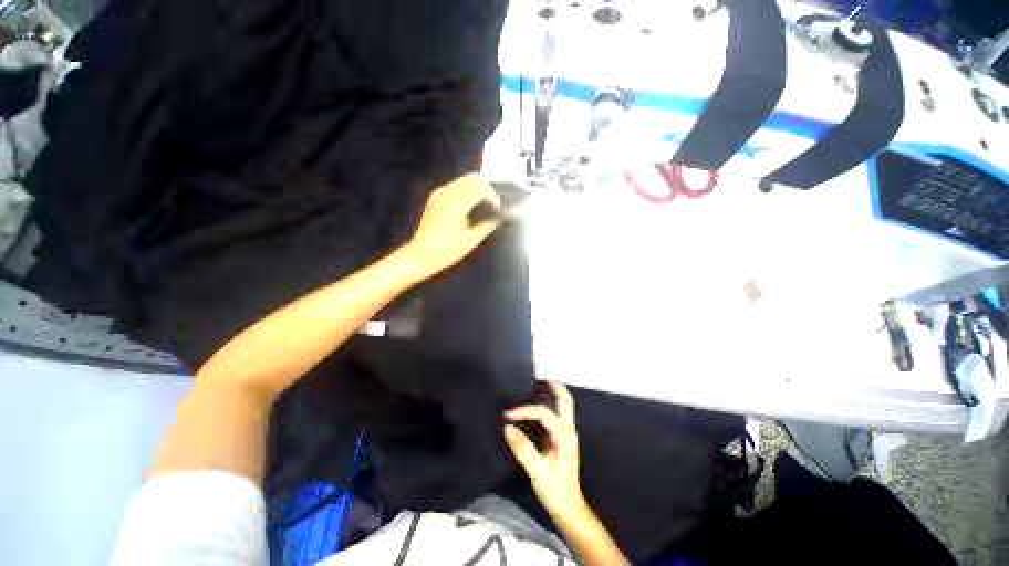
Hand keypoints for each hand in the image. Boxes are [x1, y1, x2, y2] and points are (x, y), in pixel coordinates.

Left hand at [405, 172, 499, 279]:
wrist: (420, 255)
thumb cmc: (447, 250)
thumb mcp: (470, 241)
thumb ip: (486, 226)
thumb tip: (496, 219)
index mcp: (457, 202)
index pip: (480, 186)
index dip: (492, 195)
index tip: (496, 209)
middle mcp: (447, 192)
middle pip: (472, 178)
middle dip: (485, 189)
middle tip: (490, 206)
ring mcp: (439, 194)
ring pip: (463, 181)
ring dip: (474, 190)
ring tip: (481, 208)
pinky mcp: (434, 198)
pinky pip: (454, 187)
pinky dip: (465, 192)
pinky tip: (468, 209)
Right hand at [503, 382, 585, 517]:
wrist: (568, 506)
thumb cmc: (554, 489)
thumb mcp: (538, 471)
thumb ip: (523, 449)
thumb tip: (507, 428)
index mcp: (564, 435)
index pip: (544, 413)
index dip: (525, 410)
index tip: (508, 414)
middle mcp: (568, 429)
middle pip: (565, 399)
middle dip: (552, 386)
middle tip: (535, 378)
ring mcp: (566, 432)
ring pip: (563, 404)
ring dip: (551, 392)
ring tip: (535, 385)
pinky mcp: (561, 437)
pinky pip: (556, 412)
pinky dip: (548, 402)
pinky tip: (536, 404)